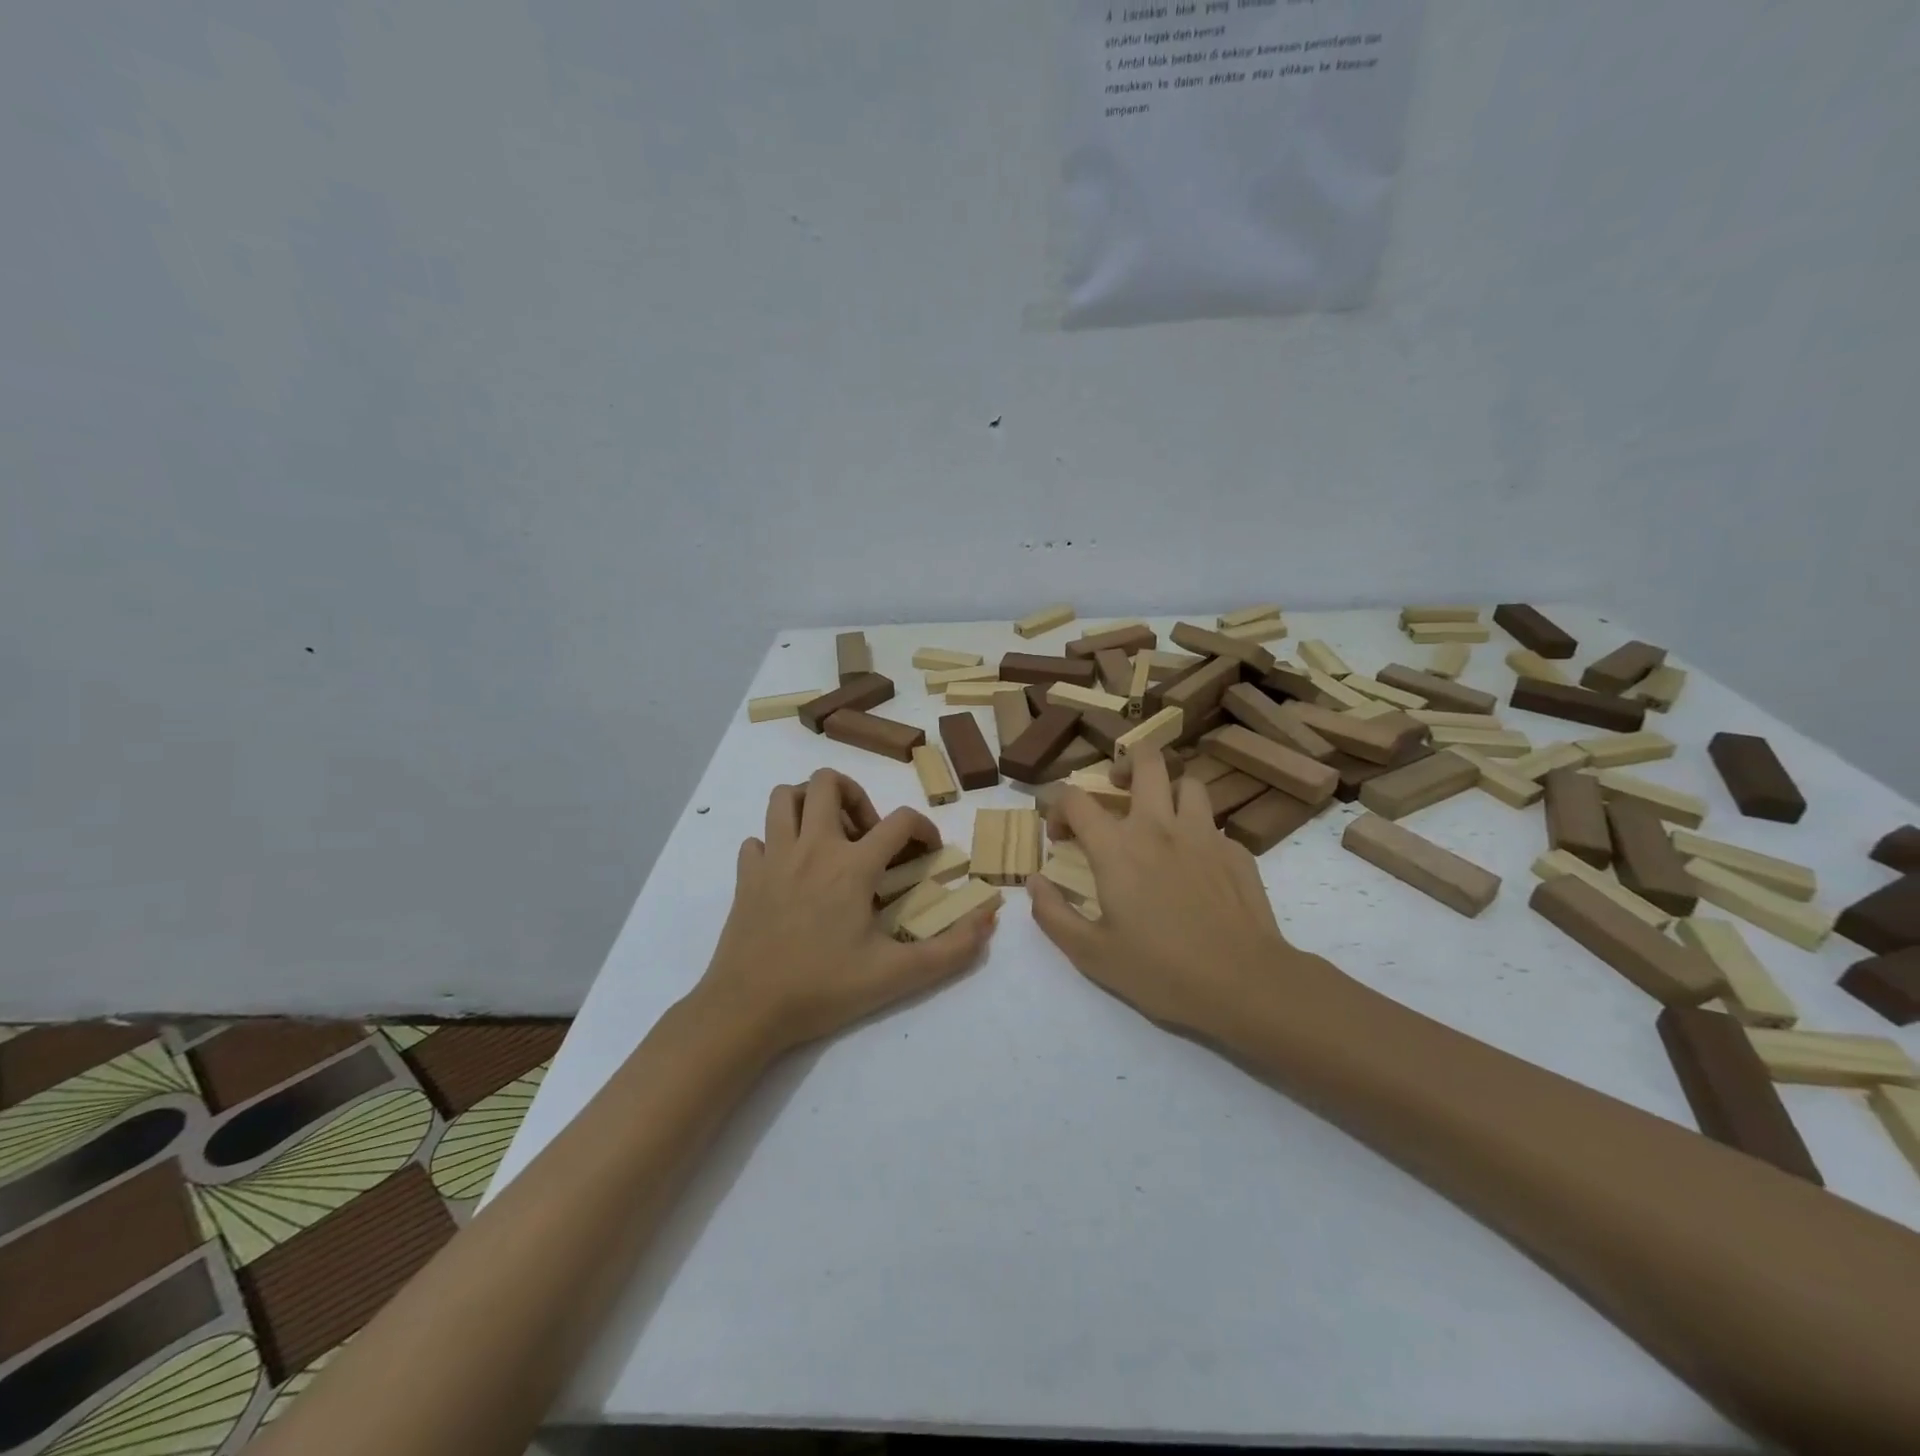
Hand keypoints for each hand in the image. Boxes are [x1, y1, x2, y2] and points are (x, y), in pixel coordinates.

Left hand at [697, 768, 996, 1055]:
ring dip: (810, 804)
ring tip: (828, 836)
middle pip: (827, 782)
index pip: (900, 821)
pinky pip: (757, 839)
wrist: (746, 1010)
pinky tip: (789, 871)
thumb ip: (951, 950)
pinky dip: (776, 843)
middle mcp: (812, 848)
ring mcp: (772, 858)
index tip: (928, 852)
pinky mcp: (745, 877)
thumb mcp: (897, 975)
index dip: (923, 828)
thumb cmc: (823, 989)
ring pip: (784, 797)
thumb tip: (989, 919)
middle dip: (855, 794)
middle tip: (867, 833)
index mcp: (851, 866)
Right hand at [1026, 751, 1330, 1041]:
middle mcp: (1160, 827)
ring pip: (1188, 783)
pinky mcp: (1237, 851)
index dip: (1057, 806)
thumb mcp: (1091, 954)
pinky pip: (1214, 825)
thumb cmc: (1161, 971)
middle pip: (1146, 760)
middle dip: (1126, 762)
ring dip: (1168, 792)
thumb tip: (1034, 882)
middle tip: (1117, 786)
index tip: (1060, 835)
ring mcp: (1204, 834)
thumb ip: (1053, 914)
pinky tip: (1197, 866)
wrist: (1245, 984)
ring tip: (1162, 818)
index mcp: (1117, 848)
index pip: (1075, 799)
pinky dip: (1198, 834)